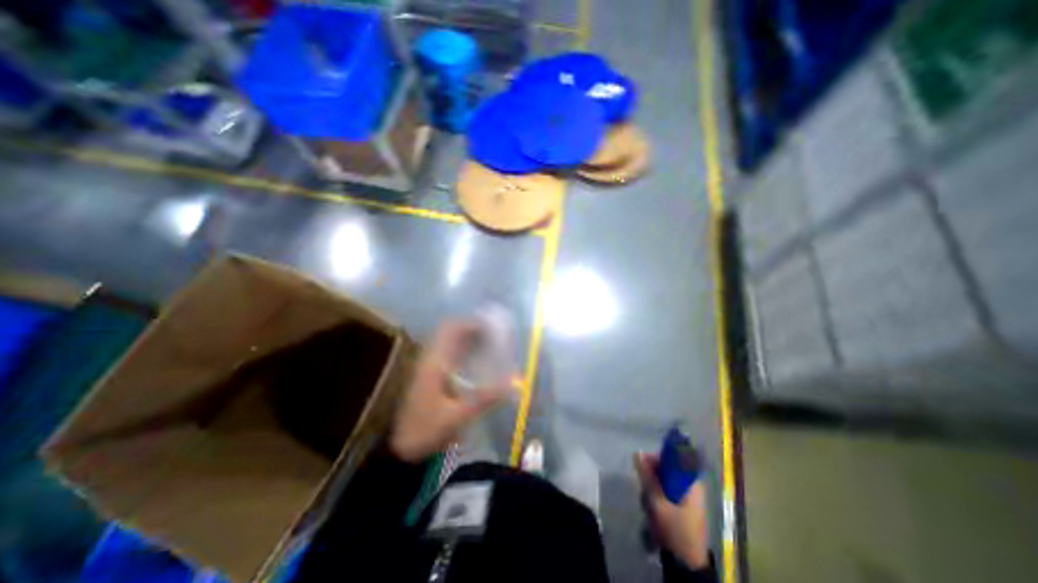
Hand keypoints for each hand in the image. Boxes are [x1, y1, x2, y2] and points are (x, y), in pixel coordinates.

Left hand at [390, 321, 513, 461]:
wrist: (400, 448)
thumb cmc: (426, 430)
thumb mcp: (457, 416)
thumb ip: (485, 399)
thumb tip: (513, 384)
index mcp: (434, 362)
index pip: (451, 329)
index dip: (471, 323)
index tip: (492, 327)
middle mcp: (431, 359)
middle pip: (451, 332)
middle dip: (473, 329)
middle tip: (495, 335)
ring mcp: (429, 367)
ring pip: (450, 342)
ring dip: (469, 339)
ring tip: (491, 344)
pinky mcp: (431, 376)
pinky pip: (449, 354)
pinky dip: (464, 351)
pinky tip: (478, 361)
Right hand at [633, 451, 713, 568]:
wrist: (687, 564)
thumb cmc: (674, 530)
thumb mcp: (657, 502)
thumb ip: (647, 476)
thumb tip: (638, 453)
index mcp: (691, 483)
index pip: (673, 458)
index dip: (656, 459)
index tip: (643, 465)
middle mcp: (691, 487)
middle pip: (667, 470)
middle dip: (652, 476)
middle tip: (643, 486)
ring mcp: (688, 498)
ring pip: (665, 482)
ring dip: (653, 488)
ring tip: (647, 501)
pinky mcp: (683, 507)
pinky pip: (666, 492)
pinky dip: (657, 496)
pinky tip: (651, 507)